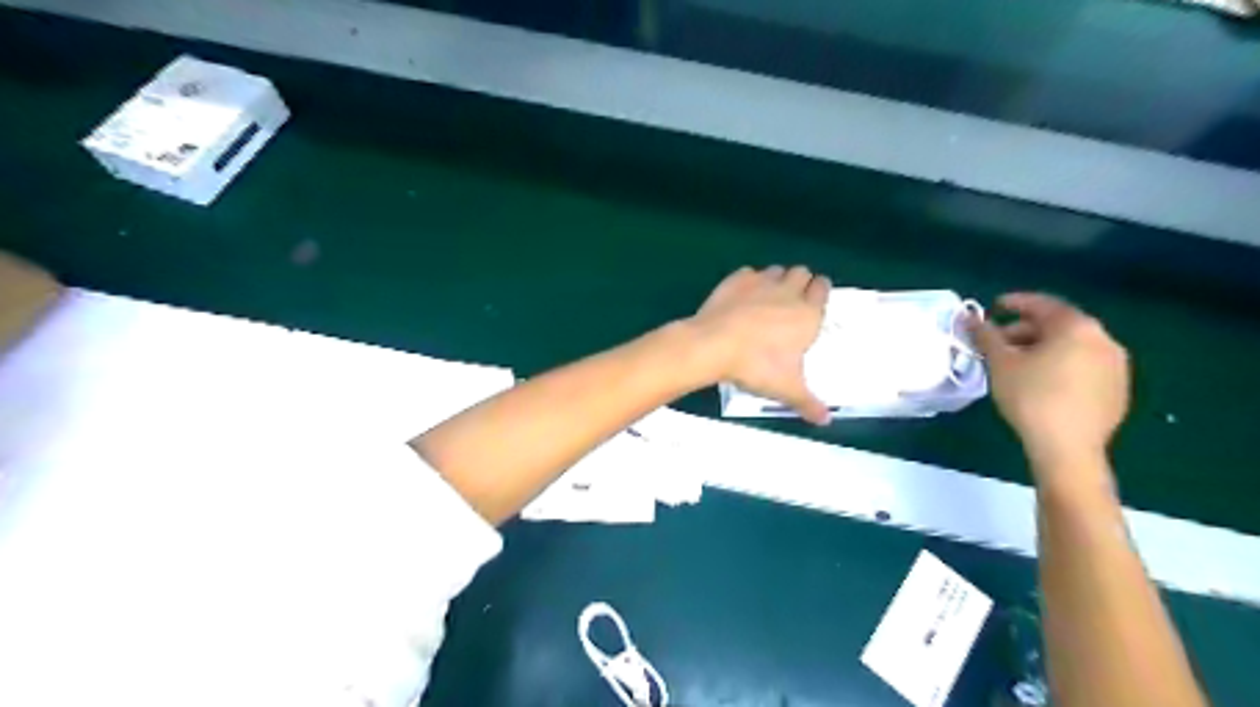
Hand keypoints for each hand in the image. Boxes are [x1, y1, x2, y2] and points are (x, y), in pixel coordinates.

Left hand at [686, 266, 832, 420]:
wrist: (713, 345)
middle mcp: (788, 292)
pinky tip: (742, 296)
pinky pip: (748, 273)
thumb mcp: (786, 389)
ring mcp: (760, 282)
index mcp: (807, 314)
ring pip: (776, 270)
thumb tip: (826, 421)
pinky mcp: (735, 280)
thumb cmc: (757, 366)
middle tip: (792, 300)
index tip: (815, 299)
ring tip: (768, 297)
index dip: (821, 291)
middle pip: (802, 273)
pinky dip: (749, 281)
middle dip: (801, 281)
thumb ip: (808, 403)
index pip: (823, 288)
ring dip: (777, 279)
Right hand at [966, 291, 1127, 478]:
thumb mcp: (1000, 363)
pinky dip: (1061, 365)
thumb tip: (970, 317)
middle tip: (998, 343)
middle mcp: (1104, 339)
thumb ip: (986, 335)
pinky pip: (1084, 366)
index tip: (993, 307)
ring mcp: (1116, 365)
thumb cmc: (1030, 397)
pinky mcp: (1118, 389)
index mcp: (1077, 327)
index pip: (1043, 304)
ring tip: (1016, 364)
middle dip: (1026, 330)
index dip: (1015, 303)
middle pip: (1059, 325)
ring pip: (1073, 347)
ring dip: (1043, 348)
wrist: (1067, 448)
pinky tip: (1041, 383)